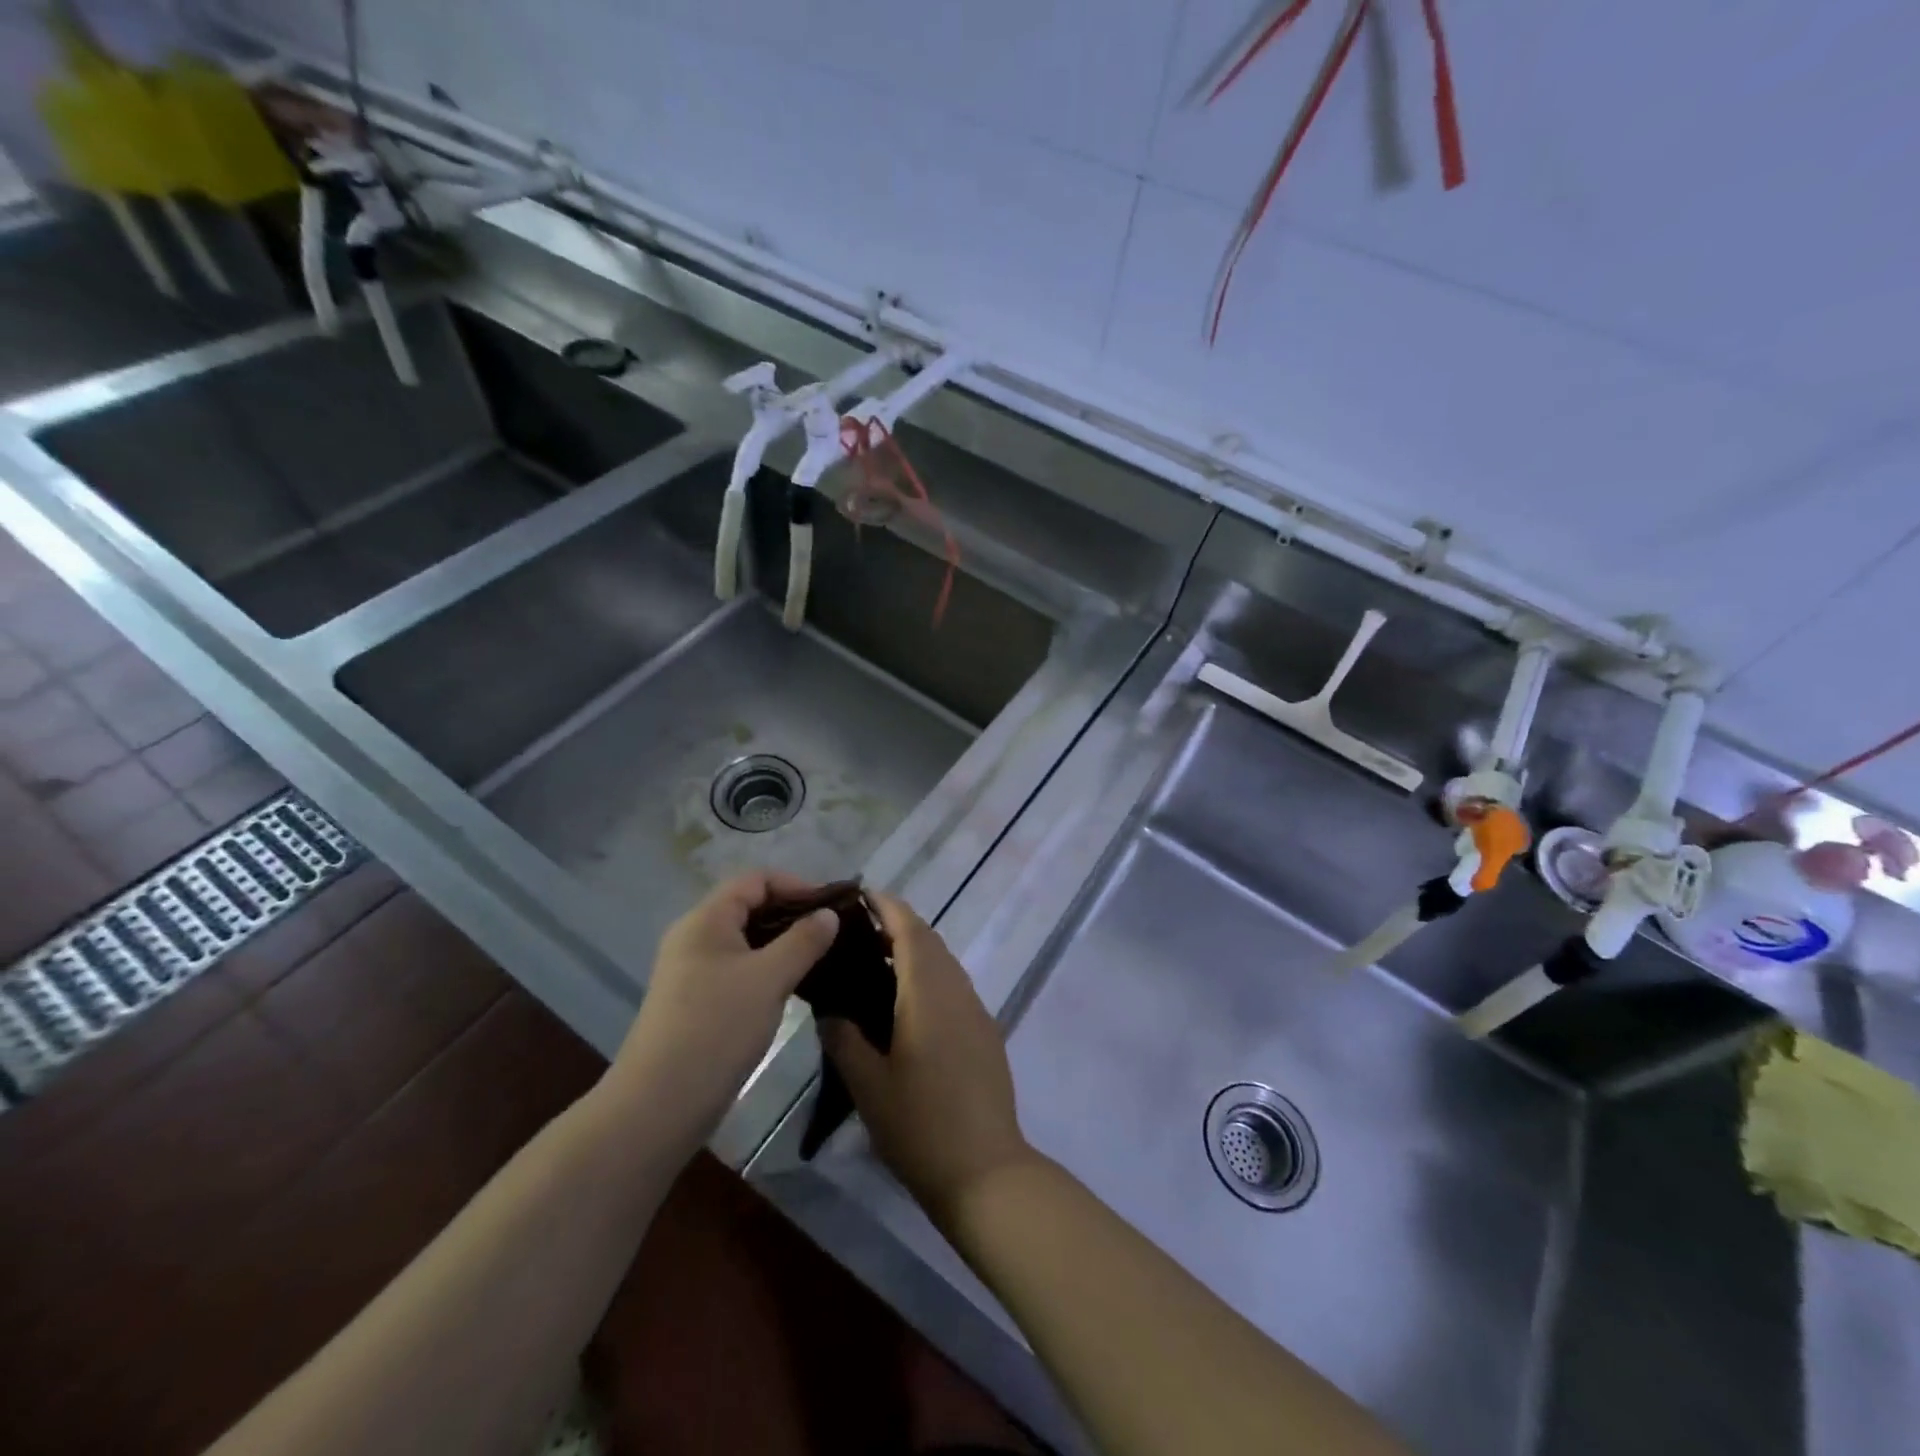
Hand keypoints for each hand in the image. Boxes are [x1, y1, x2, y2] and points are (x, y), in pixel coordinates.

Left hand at [608, 872, 838, 1145]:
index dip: (796, 885)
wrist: (660, 1105)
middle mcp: (695, 937)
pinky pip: (739, 969)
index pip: (755, 880)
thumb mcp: (769, 978)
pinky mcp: (697, 1002)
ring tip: (820, 958)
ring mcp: (693, 972)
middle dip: (793, 914)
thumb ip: (803, 940)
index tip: (831, 908)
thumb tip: (829, 914)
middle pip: (750, 907)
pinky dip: (768, 968)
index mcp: (706, 920)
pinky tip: (793, 987)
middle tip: (832, 933)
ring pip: (746, 941)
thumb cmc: (716, 1028)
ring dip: (783, 943)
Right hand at [820, 893, 1034, 1222]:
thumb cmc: (920, 1125)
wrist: (985, 1170)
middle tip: (857, 930)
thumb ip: (844, 1038)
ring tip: (875, 964)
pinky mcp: (985, 1032)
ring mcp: (976, 1011)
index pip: (910, 930)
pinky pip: (954, 986)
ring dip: (915, 951)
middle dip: (898, 925)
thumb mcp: (868, 1085)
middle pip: (929, 941)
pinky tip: (906, 1005)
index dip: (888, 906)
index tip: (862, 894)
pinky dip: (929, 976)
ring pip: (944, 963)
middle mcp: (957, 990)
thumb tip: (830, 1009)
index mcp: (928, 992)